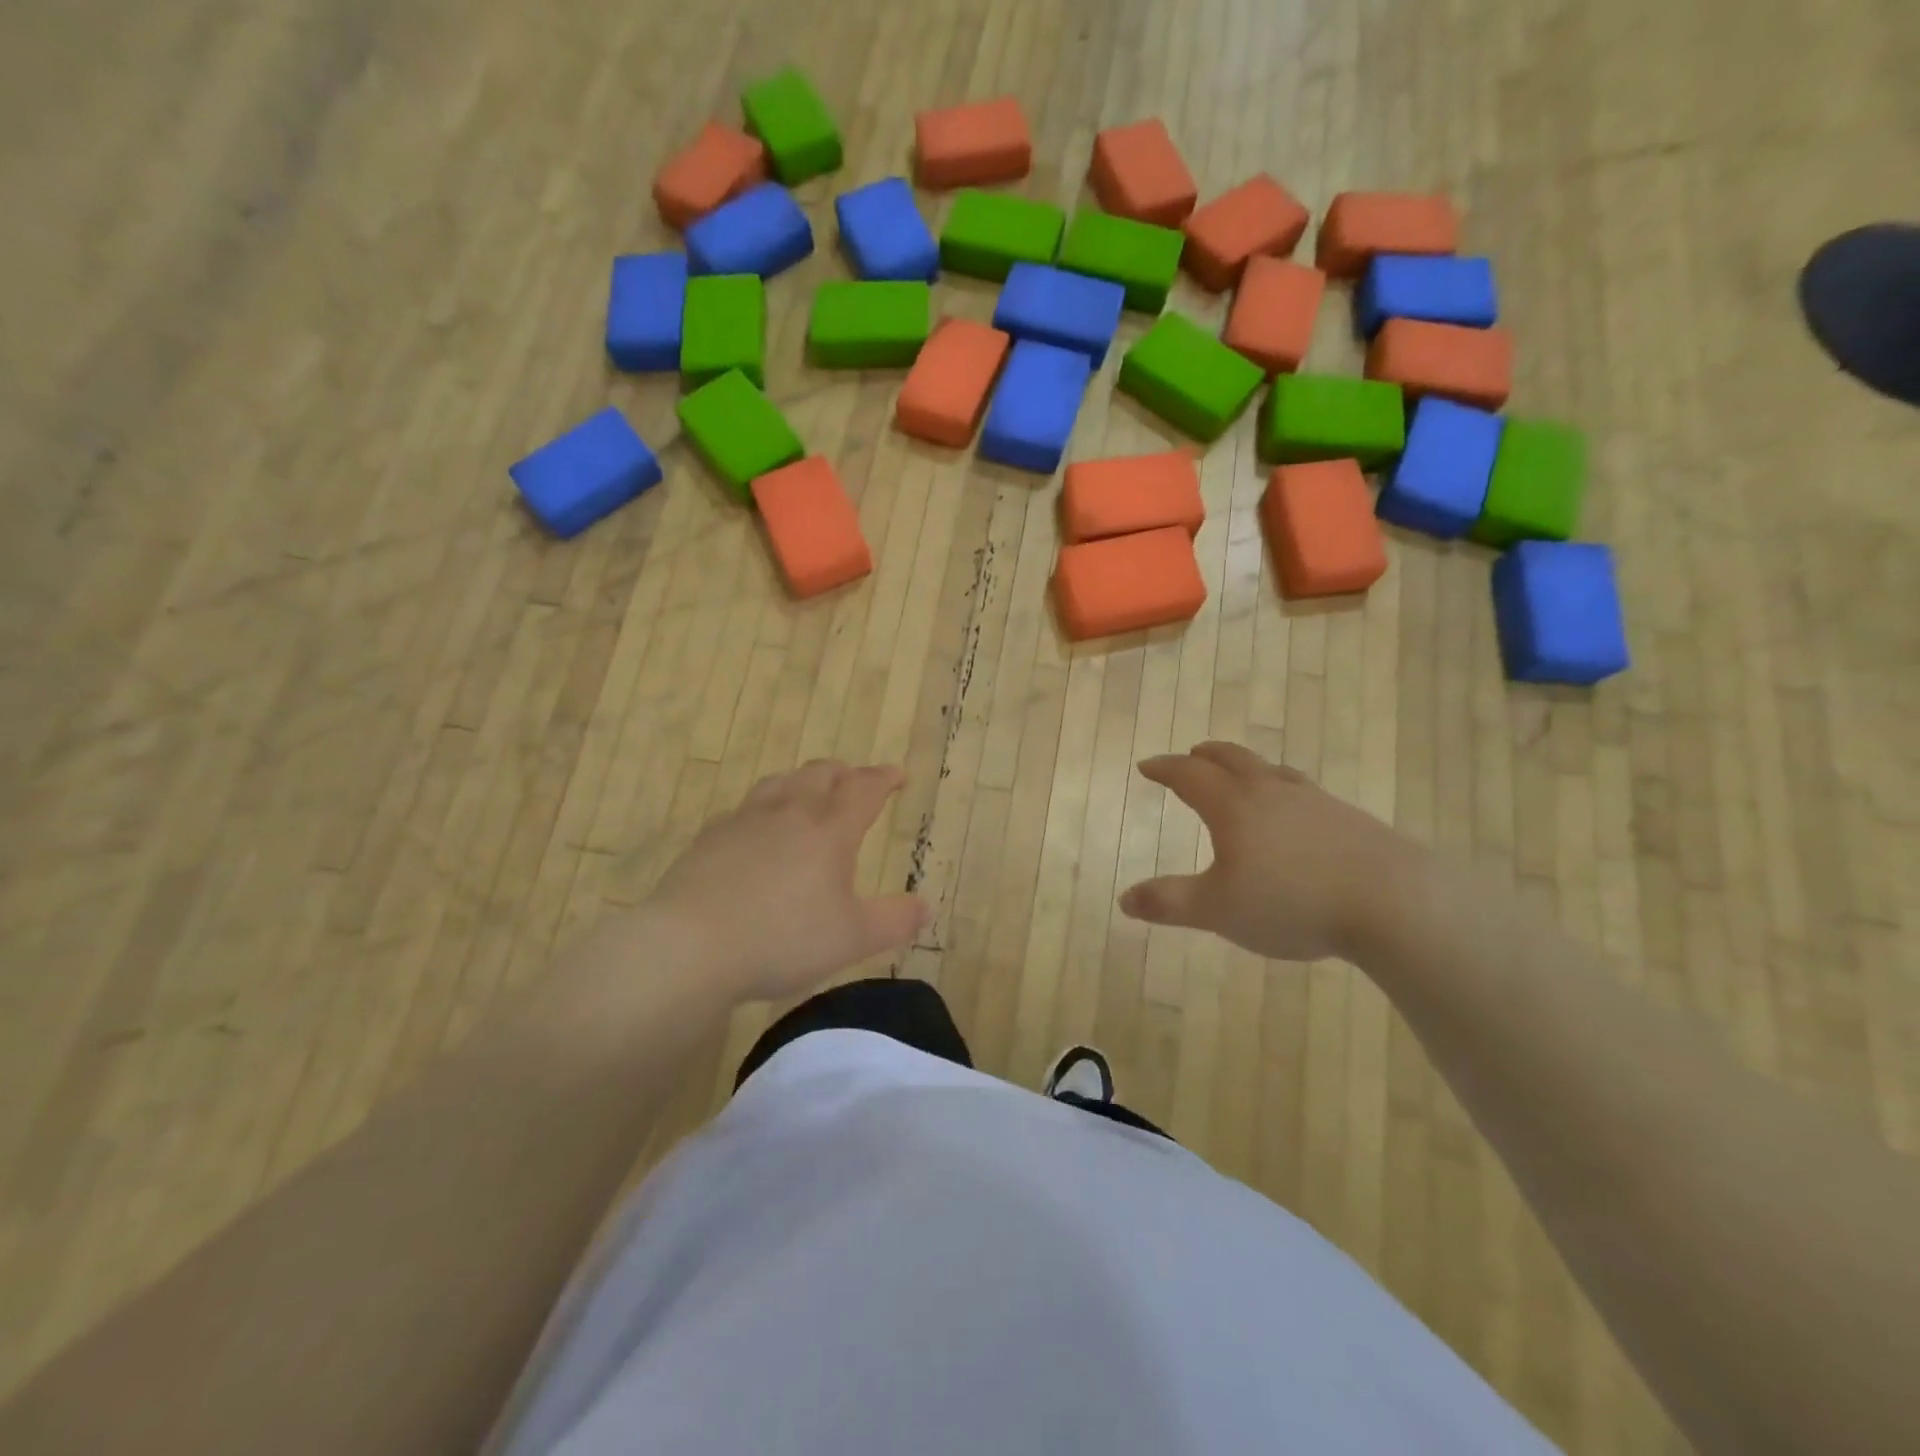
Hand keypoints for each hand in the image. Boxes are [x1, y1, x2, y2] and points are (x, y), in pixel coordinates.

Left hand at [643, 761, 928, 1002]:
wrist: (692, 946)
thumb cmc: (783, 939)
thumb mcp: (851, 939)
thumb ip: (893, 921)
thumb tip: (925, 907)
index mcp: (829, 830)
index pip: (864, 790)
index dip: (884, 779)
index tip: (897, 775)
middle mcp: (789, 813)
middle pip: (820, 775)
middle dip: (844, 774)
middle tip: (854, 782)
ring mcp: (745, 821)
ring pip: (780, 783)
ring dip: (802, 782)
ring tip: (808, 794)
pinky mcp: (709, 838)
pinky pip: (744, 809)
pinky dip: (764, 809)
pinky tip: (756, 829)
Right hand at [1118, 742, 1426, 962]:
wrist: (1394, 902)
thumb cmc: (1292, 902)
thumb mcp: (1217, 910)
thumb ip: (1169, 902)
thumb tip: (1124, 899)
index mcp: (1233, 806)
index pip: (1189, 775)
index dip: (1165, 768)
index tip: (1147, 766)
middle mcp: (1270, 792)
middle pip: (1232, 759)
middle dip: (1206, 756)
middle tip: (1192, 755)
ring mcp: (1314, 802)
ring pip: (1270, 771)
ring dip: (1246, 767)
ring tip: (1241, 775)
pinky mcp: (1348, 819)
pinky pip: (1302, 791)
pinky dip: (1282, 790)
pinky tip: (1294, 812)